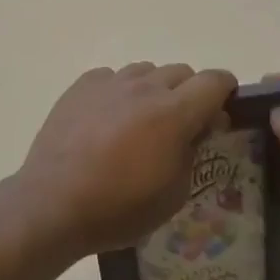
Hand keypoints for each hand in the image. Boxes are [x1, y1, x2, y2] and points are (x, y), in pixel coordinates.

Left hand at [14, 63, 237, 260]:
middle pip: (181, 72)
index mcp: (173, 113)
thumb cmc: (119, 208)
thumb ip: (194, 151)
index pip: (214, 81)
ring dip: (154, 90)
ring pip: (146, 71)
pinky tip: (108, 119)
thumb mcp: (174, 193)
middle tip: (181, 125)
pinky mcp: (81, 86)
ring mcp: (110, 83)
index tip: (224, 107)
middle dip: (190, 93)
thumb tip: (202, 126)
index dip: (226, 90)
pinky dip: (120, 92)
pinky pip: (112, 77)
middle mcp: (144, 87)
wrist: (53, 203)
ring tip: (141, 122)